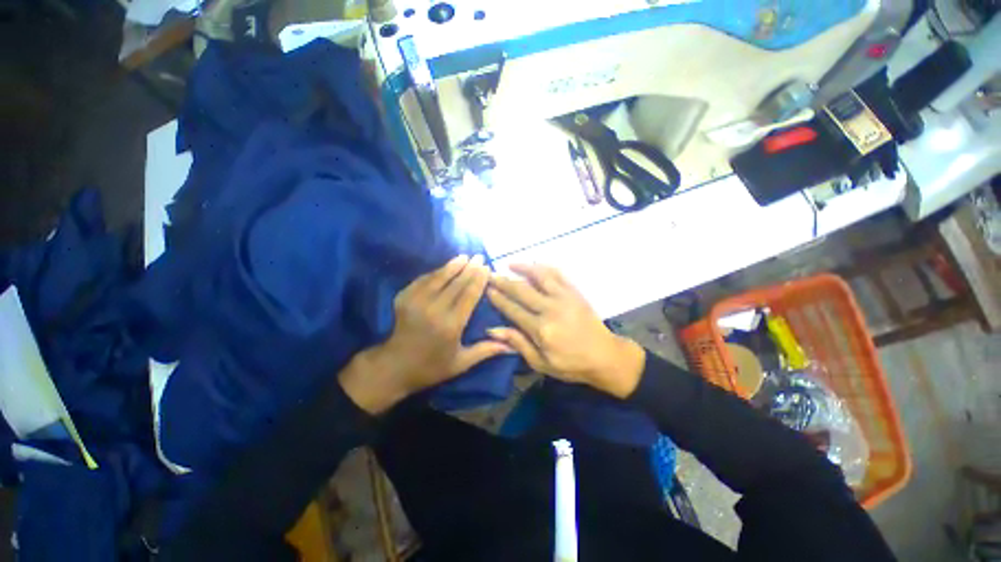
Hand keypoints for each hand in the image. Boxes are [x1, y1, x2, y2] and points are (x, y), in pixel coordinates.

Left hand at [339, 255, 511, 413]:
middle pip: (456, 283)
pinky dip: (435, 272)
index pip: (469, 295)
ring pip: (439, 277)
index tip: (487, 267)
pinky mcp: (404, 298)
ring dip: (452, 265)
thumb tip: (512, 346)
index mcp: (451, 325)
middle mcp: (434, 310)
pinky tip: (444, 267)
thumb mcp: (461, 363)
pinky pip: (423, 280)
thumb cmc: (432, 367)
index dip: (479, 279)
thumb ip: (486, 350)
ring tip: (464, 256)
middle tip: (479, 256)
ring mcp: (416, 302)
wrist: (394, 367)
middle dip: (469, 268)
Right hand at [486, 264, 645, 398]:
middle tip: (490, 274)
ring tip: (509, 264)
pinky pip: (558, 274)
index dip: (498, 298)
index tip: (486, 289)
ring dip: (523, 268)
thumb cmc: (571, 364)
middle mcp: (550, 308)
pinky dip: (545, 266)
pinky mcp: (575, 292)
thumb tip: (493, 329)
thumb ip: (518, 344)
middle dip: (503, 281)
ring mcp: (564, 297)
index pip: (513, 309)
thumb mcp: (541, 362)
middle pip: (522, 290)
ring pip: (540, 276)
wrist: (605, 356)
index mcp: (541, 329)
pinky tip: (535, 264)